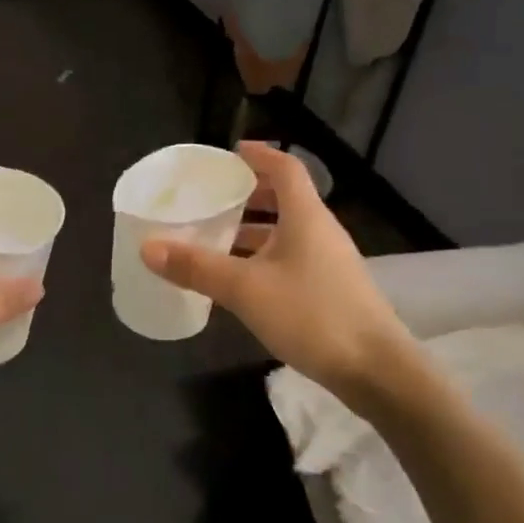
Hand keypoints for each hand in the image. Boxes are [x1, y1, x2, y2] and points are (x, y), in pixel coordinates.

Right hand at [140, 142, 413, 406]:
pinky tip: (242, 281)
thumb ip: (198, 267)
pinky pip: (292, 258)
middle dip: (250, 195)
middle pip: (285, 198)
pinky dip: (264, 258)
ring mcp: (329, 261)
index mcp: (305, 215)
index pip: (285, 167)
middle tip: (214, 199)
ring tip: (217, 239)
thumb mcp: (246, 289)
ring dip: (254, 230)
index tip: (232, 152)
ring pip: (287, 232)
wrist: (375, 369)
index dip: (259, 155)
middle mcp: (320, 230)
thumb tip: (148, 246)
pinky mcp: (331, 289)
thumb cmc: (311, 314)